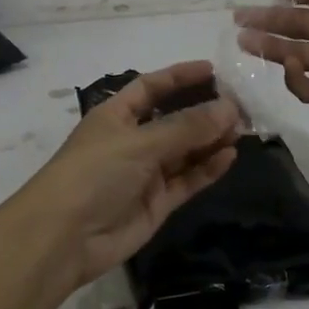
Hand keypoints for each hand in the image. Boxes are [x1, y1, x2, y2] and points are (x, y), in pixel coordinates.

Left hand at [0, 61, 240, 308]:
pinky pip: (187, 179)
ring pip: (184, 150)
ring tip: (243, 129)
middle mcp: (131, 140)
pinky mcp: (156, 202)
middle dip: (203, 110)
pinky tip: (230, 156)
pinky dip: (207, 168)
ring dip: (210, 139)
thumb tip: (229, 108)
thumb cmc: (94, 173)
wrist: (65, 238)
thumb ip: (186, 127)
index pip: (151, 87)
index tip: (214, 70)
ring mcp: (145, 173)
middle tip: (241, 105)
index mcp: (116, 115)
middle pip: (173, 119)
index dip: (180, 77)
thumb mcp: (140, 142)